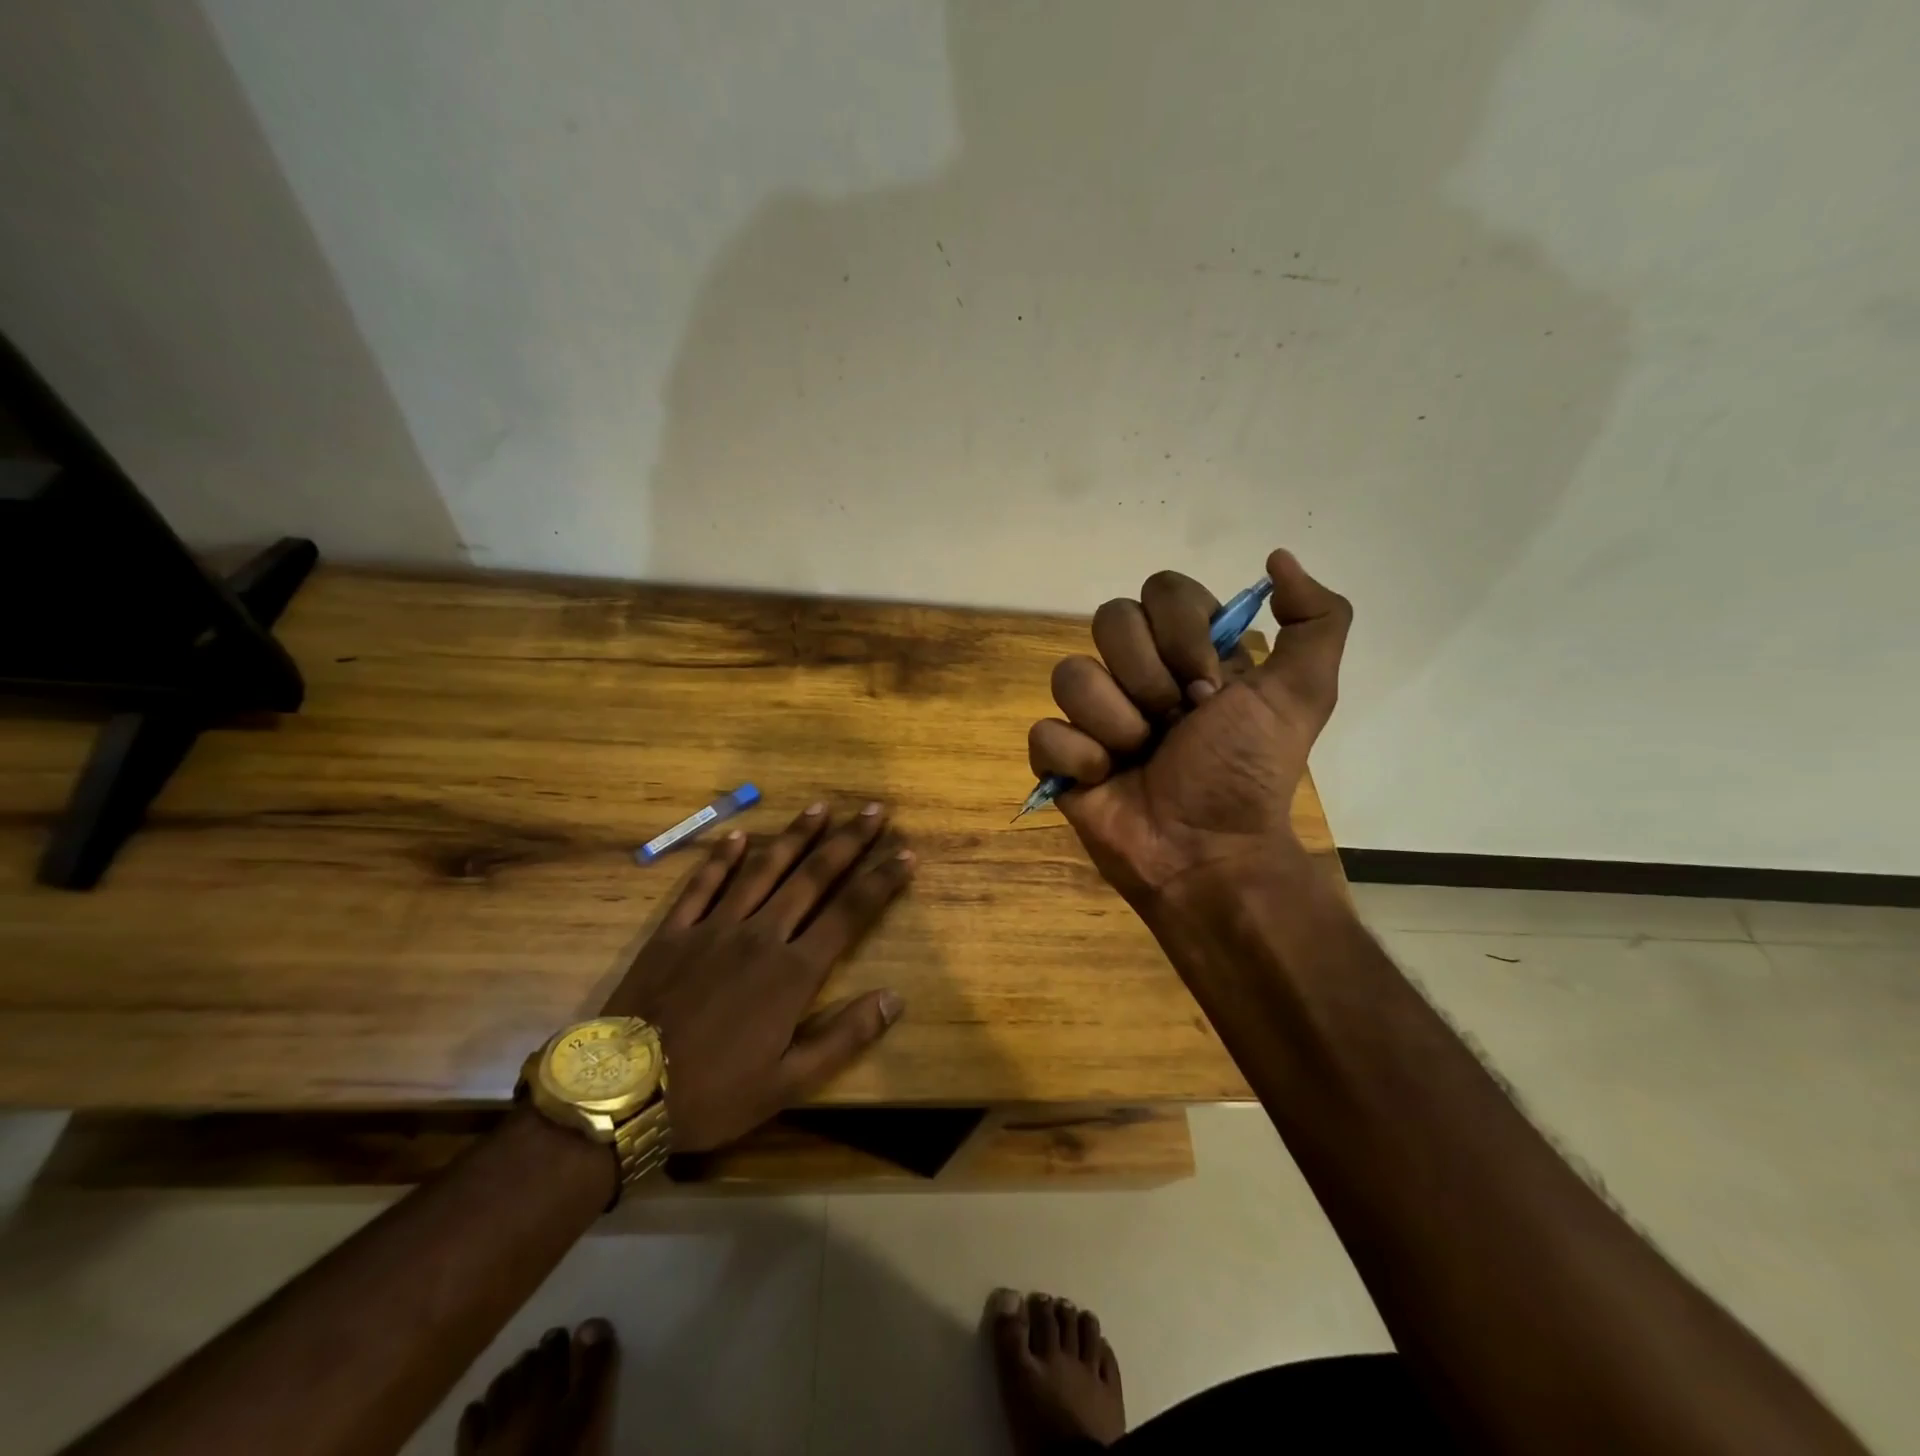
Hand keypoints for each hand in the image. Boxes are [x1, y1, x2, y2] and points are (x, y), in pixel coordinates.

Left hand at [600, 803, 913, 1150]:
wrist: (620, 1095)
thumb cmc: (712, 1094)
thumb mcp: (788, 1083)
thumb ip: (844, 1037)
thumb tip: (895, 998)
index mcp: (792, 972)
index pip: (849, 913)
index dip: (881, 881)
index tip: (905, 853)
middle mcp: (760, 935)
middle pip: (812, 878)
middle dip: (848, 842)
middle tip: (873, 810)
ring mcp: (714, 927)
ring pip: (763, 870)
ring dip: (795, 837)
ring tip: (819, 807)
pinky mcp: (674, 932)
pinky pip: (702, 885)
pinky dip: (721, 858)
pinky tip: (737, 835)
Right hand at [1028, 549, 1350, 901]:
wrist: (1207, 853)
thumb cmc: (1247, 774)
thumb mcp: (1302, 694)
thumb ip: (1316, 618)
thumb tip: (1277, 557)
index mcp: (1186, 650)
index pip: (1161, 591)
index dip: (1181, 633)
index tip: (1210, 689)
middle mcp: (1136, 671)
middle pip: (1109, 620)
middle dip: (1147, 679)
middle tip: (1174, 725)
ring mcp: (1093, 714)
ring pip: (1070, 675)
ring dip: (1115, 724)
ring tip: (1139, 758)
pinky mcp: (1059, 757)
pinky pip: (1044, 732)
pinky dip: (1078, 759)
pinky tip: (1105, 780)